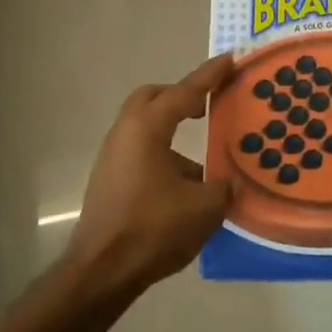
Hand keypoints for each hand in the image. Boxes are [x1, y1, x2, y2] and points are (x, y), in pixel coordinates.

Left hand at [64, 54, 234, 296]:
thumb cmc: (153, 229)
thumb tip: (229, 180)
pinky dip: (163, 153)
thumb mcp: (204, 207)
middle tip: (208, 103)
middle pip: (153, 98)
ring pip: (145, 126)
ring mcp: (113, 156)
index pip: (185, 92)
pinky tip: (184, 185)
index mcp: (148, 127)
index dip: (210, 75)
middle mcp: (126, 133)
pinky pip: (140, 150)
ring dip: (171, 129)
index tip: (230, 59)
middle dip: (181, 96)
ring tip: (204, 155)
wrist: (101, 272)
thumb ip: (223, 185)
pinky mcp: (109, 179)